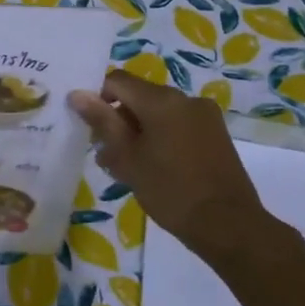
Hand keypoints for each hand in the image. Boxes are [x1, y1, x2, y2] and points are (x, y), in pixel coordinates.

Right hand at [67, 71, 266, 257]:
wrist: (227, 224)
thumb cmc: (169, 190)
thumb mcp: (127, 158)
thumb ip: (102, 122)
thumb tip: (77, 94)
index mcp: (161, 100)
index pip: (117, 81)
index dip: (98, 99)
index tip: (91, 129)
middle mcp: (185, 98)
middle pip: (139, 96)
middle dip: (119, 120)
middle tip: (106, 154)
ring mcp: (205, 116)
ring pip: (159, 113)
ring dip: (139, 131)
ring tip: (128, 166)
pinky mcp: (216, 134)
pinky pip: (178, 125)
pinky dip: (161, 137)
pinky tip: (154, 168)